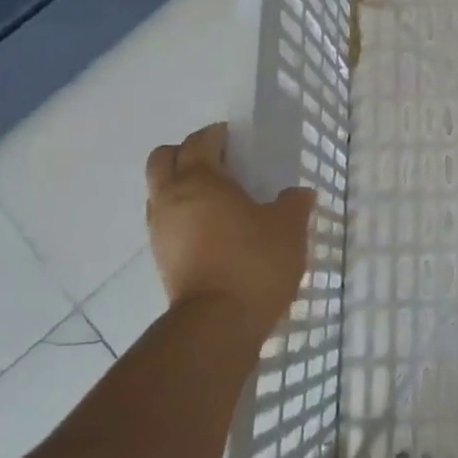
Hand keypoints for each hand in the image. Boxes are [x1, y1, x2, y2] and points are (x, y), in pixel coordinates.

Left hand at [144, 123, 315, 339]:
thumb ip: (293, 203)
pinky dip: (182, 213)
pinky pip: (165, 220)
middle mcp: (171, 198)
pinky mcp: (161, 258)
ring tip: (216, 196)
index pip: (199, 142)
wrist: (219, 322)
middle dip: (186, 152)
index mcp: (201, 179)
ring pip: (159, 191)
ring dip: (180, 184)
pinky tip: (211, 226)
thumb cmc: (255, 261)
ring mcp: (160, 229)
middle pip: (163, 159)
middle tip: (218, 160)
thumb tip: (298, 193)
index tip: (235, 137)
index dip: (216, 134)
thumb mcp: (289, 227)